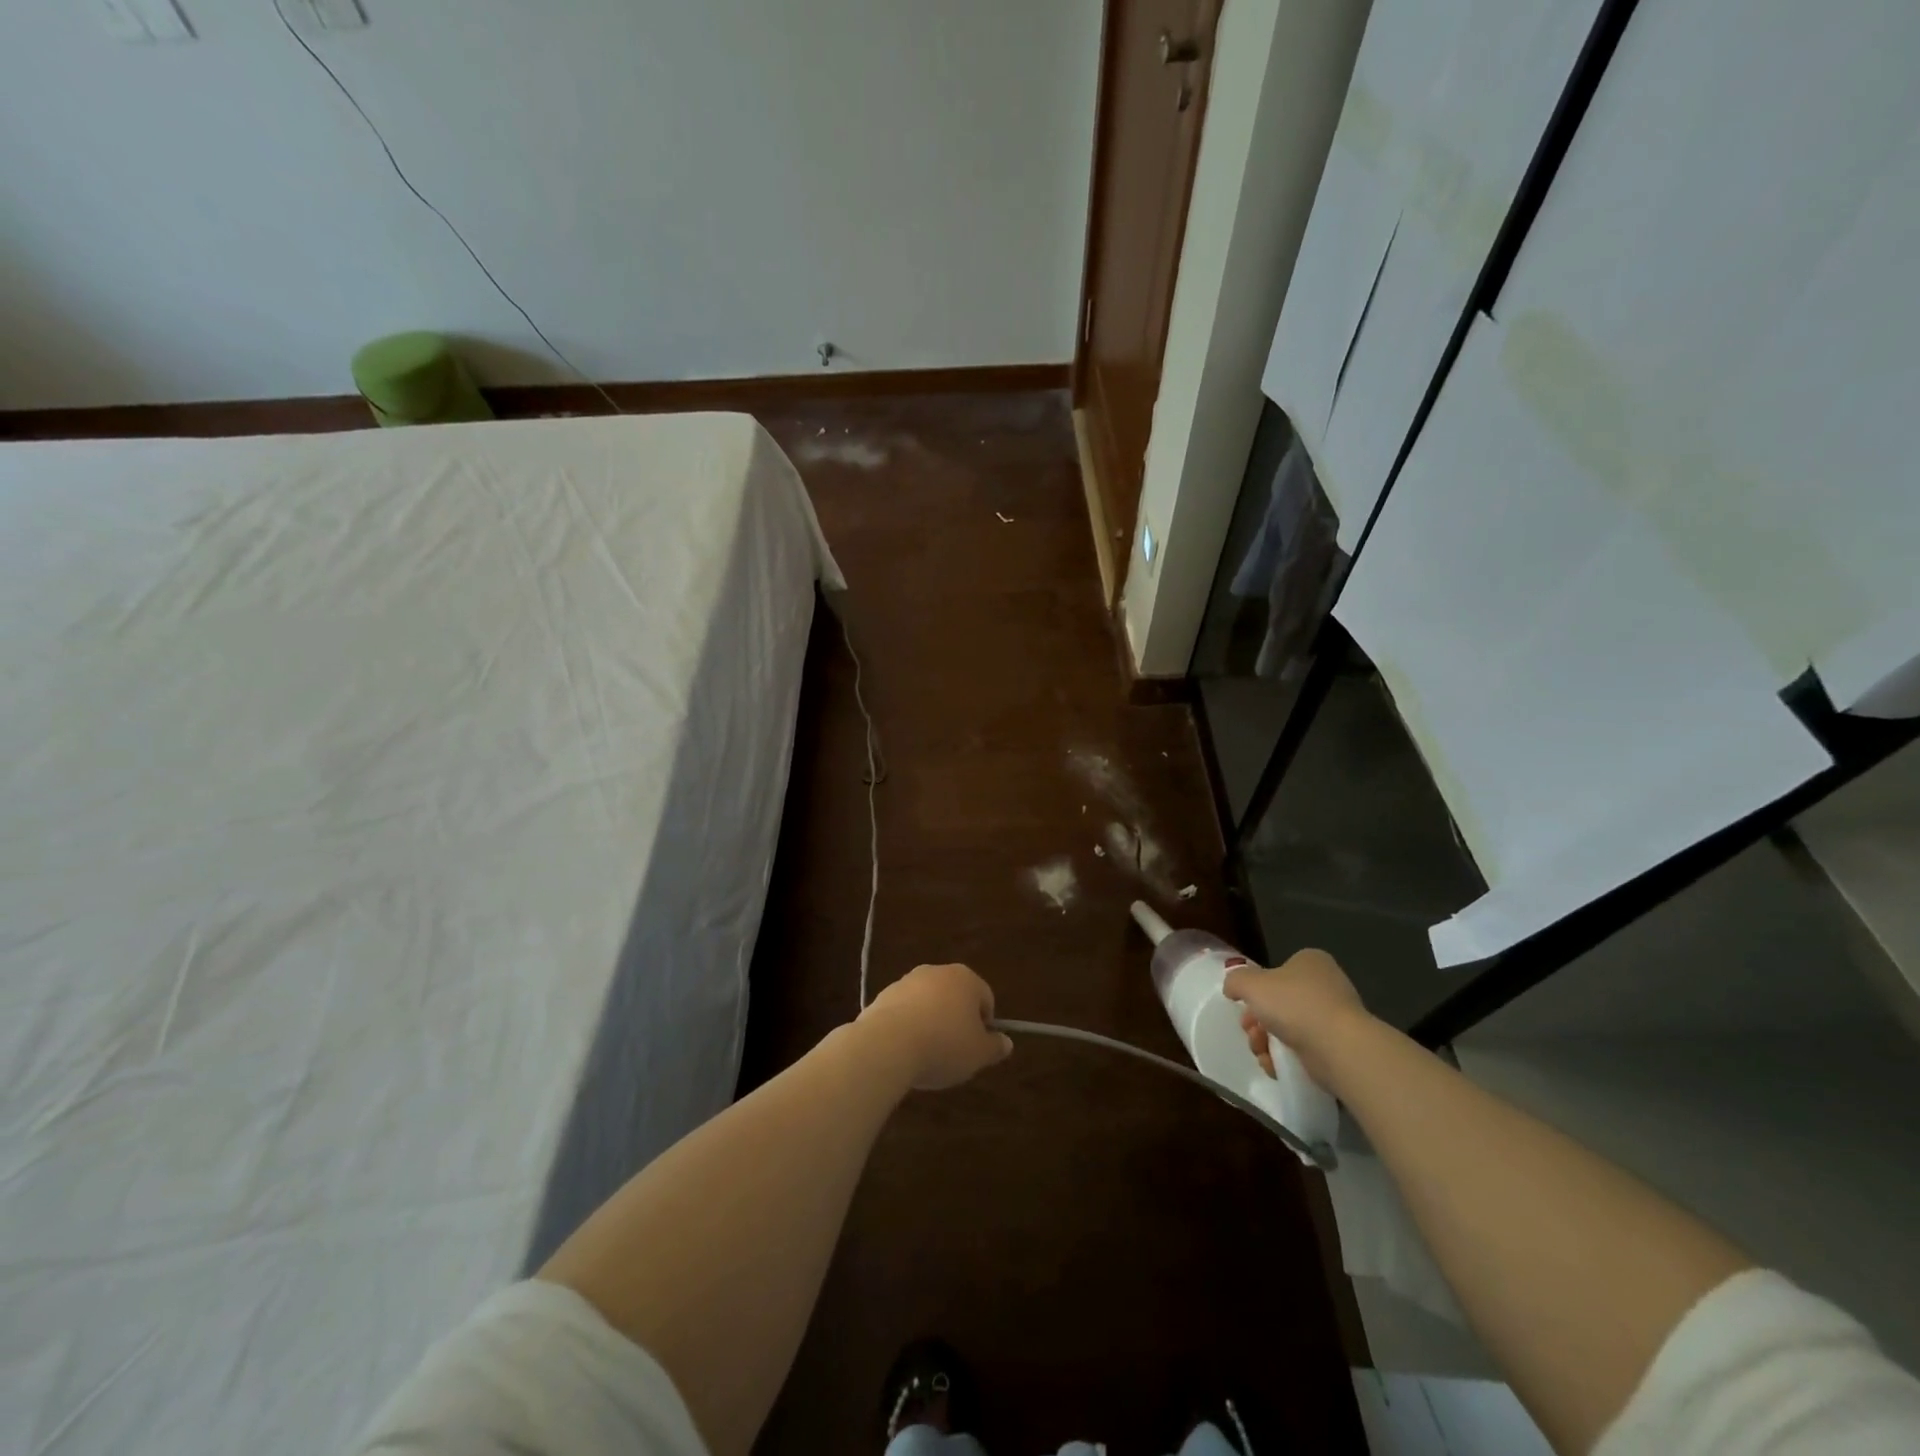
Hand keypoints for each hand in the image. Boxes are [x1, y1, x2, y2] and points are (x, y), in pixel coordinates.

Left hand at [858, 963, 1013, 1090]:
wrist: (888, 1044)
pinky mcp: (883, 995)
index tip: (976, 1048)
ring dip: (930, 1023)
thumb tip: (1007, 1043)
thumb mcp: (978, 1054)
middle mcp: (937, 971)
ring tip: (926, 1054)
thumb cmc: (944, 1045)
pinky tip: (904, 1050)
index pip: (985, 998)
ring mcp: (907, 981)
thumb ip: (995, 1047)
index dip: (985, 1025)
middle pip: (955, 997)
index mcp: (965, 978)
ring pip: (928, 1003)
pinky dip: (907, 1026)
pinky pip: (904, 1012)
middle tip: (953, 1052)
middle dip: (956, 1022)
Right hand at [1222, 948, 1365, 1086]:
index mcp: (1310, 962)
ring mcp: (1335, 1018)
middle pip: (1279, 1003)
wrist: (1338, 1047)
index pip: (1277, 972)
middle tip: (1250, 1032)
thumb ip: (1236, 981)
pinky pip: (1304, 1050)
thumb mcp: (1251, 983)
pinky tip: (1275, 1066)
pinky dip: (1285, 1059)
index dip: (1256, 990)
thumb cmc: (1294, 1004)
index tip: (1244, 1007)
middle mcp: (1326, 986)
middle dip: (1258, 1021)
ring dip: (1267, 1042)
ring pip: (1289, 1029)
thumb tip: (1232, 989)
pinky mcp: (1339, 1048)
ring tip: (1261, 1052)